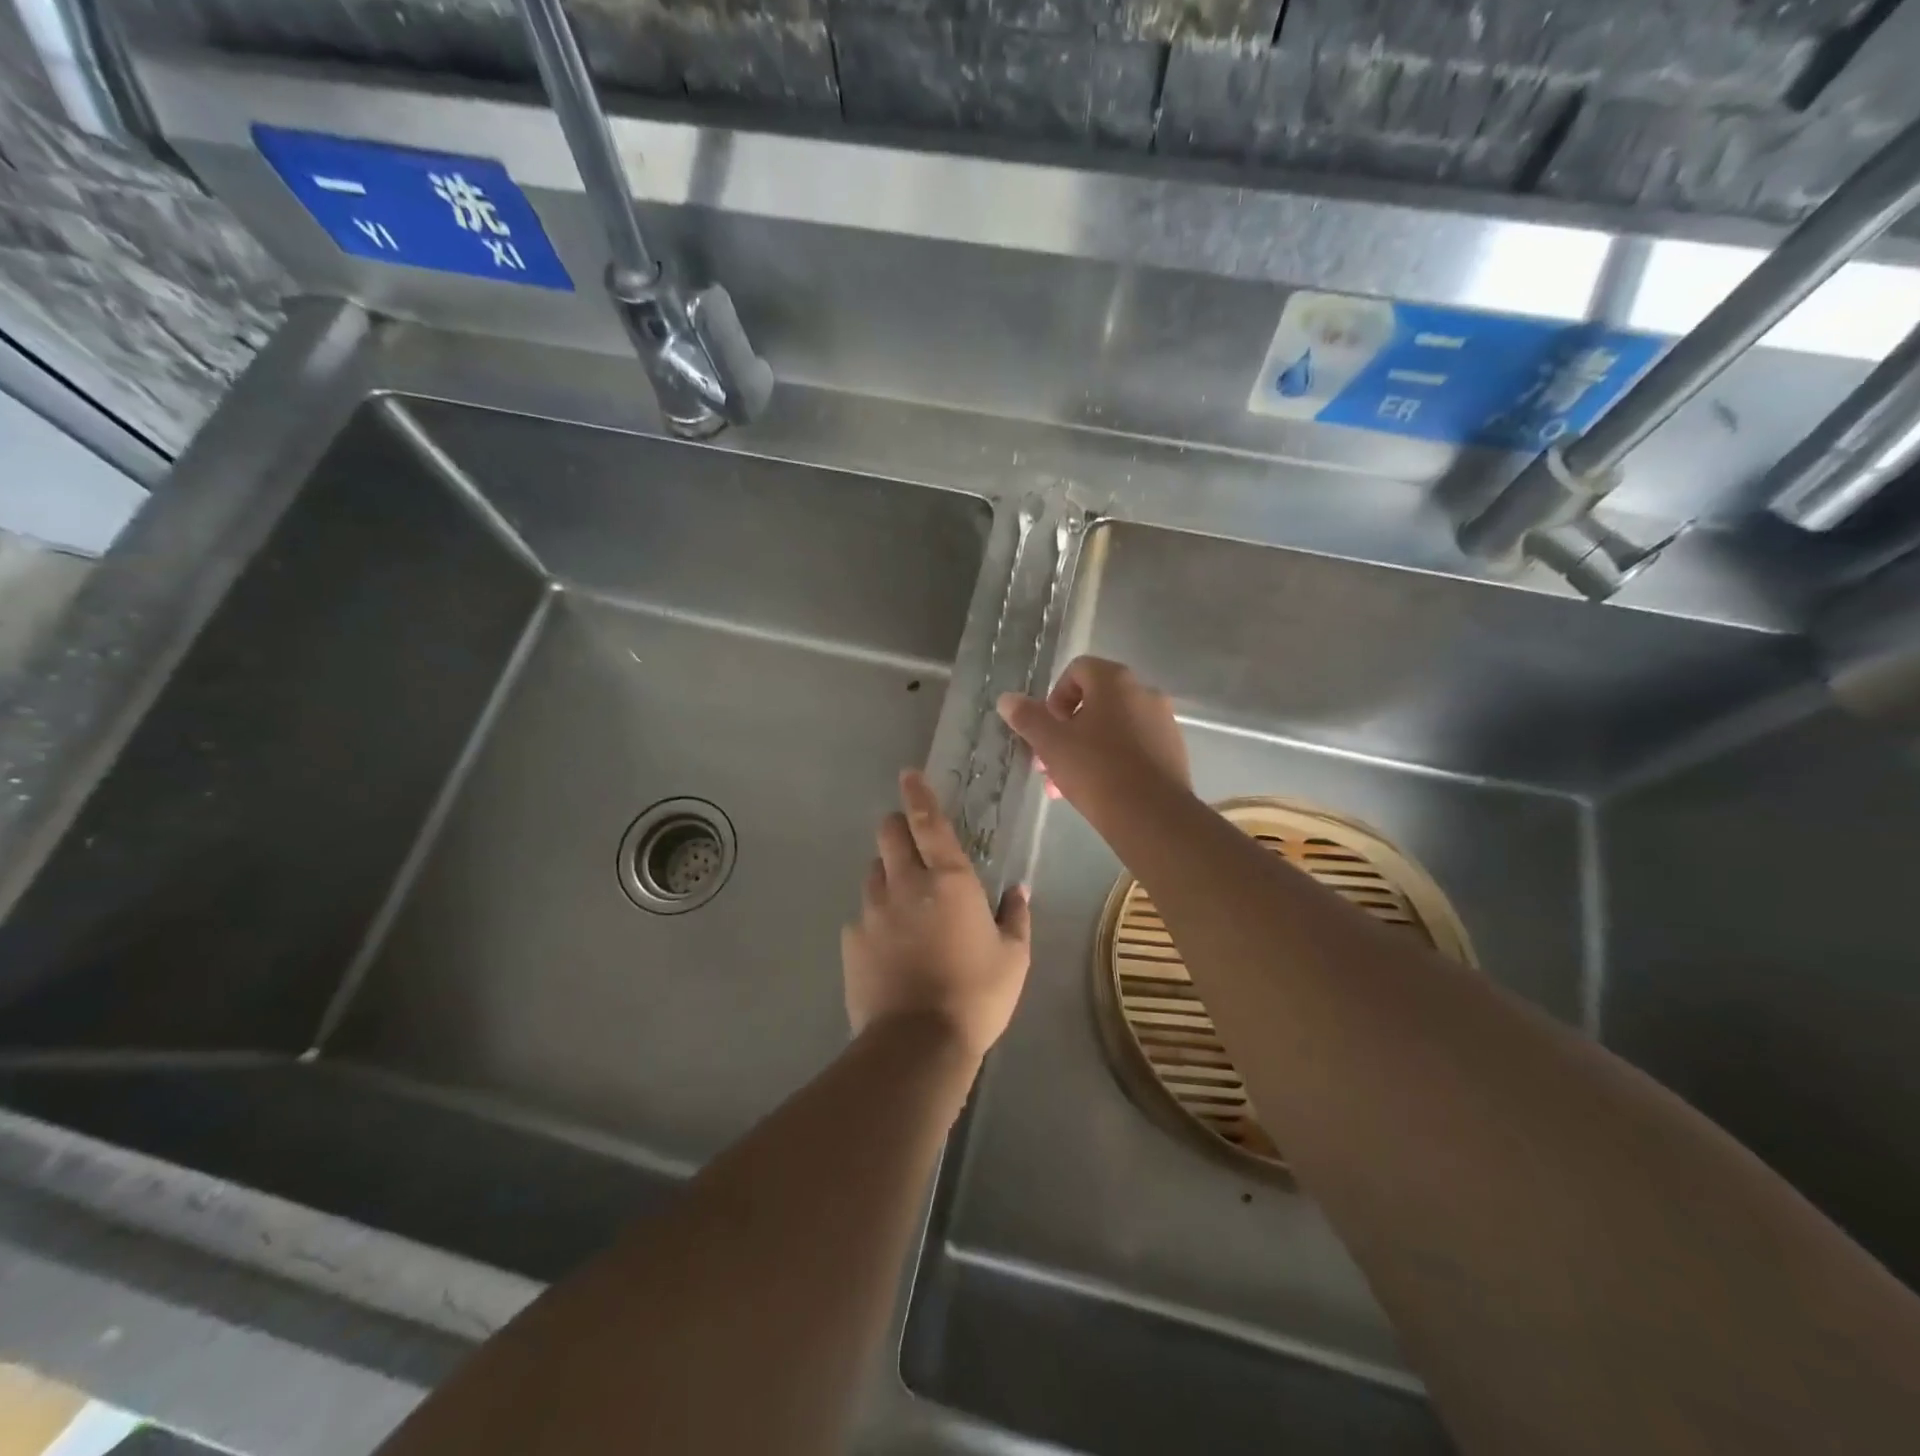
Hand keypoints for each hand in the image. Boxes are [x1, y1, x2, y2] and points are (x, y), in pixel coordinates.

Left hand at [842, 770, 1032, 1060]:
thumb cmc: (977, 995)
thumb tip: (1017, 891)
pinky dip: (876, 917)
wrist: (918, 1044)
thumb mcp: (1014, 958)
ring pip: (873, 871)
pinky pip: (862, 914)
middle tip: (912, 844)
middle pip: (888, 834)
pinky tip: (889, 944)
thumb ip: (1015, 917)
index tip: (908, 774)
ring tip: (904, 901)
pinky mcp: (852, 939)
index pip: (929, 822)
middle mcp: (905, 884)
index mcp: (949, 880)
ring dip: (887, 873)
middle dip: (897, 828)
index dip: (918, 793)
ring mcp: (872, 910)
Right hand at [997, 656, 1191, 832]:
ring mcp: (1163, 723)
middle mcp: (1144, 693)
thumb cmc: (1096, 770)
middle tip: (1048, 763)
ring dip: (1085, 750)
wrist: (1152, 816)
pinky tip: (1097, 792)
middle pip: (1094, 703)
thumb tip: (1006, 699)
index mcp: (1115, 681)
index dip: (1054, 698)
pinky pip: (1134, 748)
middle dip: (1066, 732)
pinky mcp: (1173, 753)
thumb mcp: (1051, 743)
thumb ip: (1027, 717)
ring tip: (1065, 785)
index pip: (1077, 671)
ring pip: (1112, 729)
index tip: (1046, 729)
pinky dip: (1112, 762)